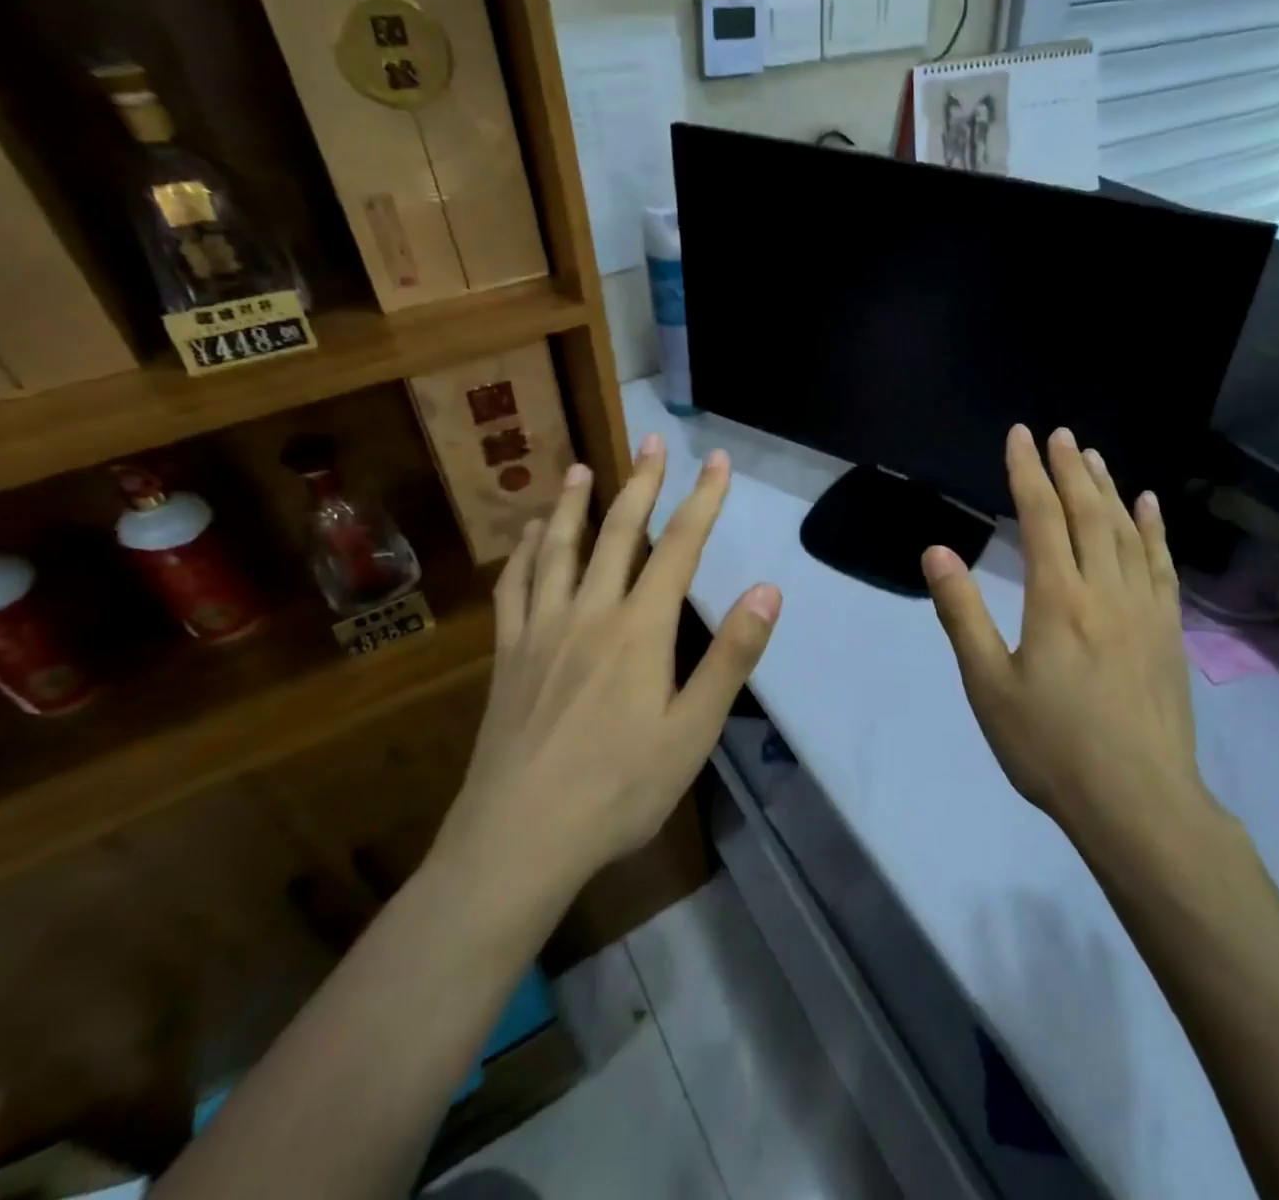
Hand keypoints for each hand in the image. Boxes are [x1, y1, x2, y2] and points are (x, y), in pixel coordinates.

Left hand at [437, 435, 781, 891]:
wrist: (520, 838)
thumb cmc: (620, 789)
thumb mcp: (693, 730)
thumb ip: (731, 656)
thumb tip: (768, 590)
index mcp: (641, 629)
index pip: (680, 546)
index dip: (702, 499)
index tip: (716, 460)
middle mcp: (590, 612)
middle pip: (620, 532)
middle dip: (641, 482)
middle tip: (652, 440)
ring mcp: (542, 629)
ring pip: (560, 548)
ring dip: (574, 504)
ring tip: (582, 468)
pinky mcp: (509, 654)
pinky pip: (514, 587)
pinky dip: (523, 552)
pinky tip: (528, 536)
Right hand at [921, 426, 1209, 844]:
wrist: (1138, 803)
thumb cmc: (1051, 747)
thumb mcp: (989, 685)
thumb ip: (963, 613)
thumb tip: (937, 551)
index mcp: (1057, 599)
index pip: (1041, 518)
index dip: (1027, 473)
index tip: (1019, 436)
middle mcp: (1105, 590)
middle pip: (1088, 513)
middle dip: (1070, 468)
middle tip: (1059, 434)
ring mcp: (1144, 609)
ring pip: (1127, 531)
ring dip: (1109, 488)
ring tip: (1094, 456)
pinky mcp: (1169, 632)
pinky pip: (1162, 565)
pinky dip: (1154, 529)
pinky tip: (1149, 506)